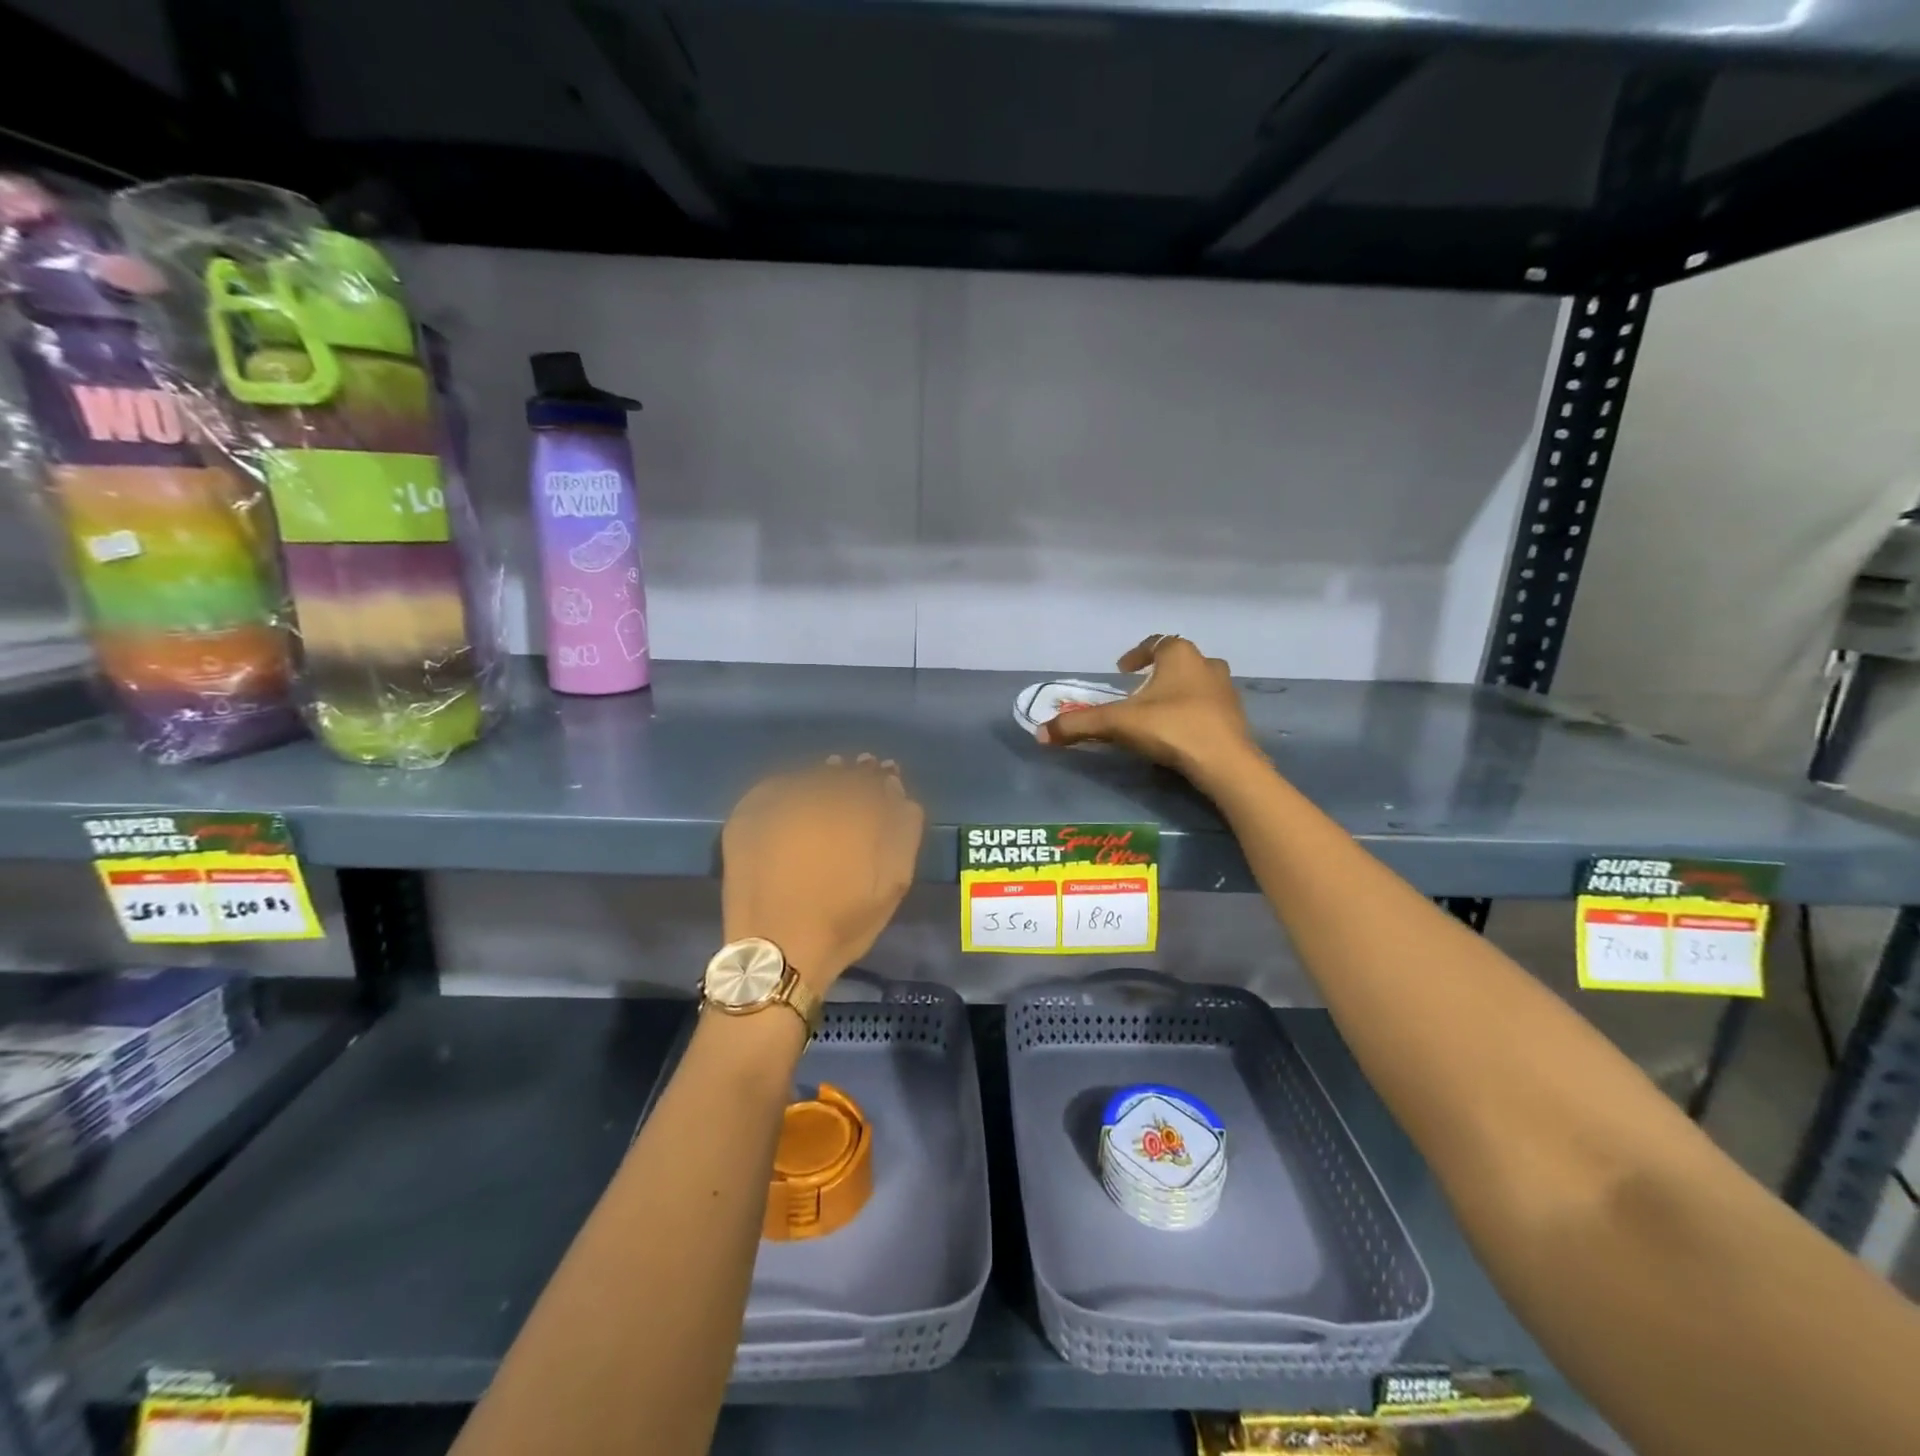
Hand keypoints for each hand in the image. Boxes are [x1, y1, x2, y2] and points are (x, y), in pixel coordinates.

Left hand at [721, 756, 924, 994]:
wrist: (776, 951)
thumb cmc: (844, 921)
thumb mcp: (894, 880)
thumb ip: (903, 828)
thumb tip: (896, 790)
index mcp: (854, 809)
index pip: (874, 777)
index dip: (881, 776)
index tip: (884, 776)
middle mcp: (814, 796)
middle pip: (840, 772)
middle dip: (853, 773)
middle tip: (858, 777)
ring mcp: (776, 803)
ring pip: (807, 777)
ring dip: (821, 778)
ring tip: (827, 788)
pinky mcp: (746, 815)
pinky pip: (774, 787)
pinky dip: (789, 787)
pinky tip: (795, 799)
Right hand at [1039, 634, 1256, 777]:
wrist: (1225, 763)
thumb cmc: (1171, 728)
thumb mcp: (1118, 724)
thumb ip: (1079, 725)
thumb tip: (1040, 733)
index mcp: (1180, 655)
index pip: (1156, 643)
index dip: (1136, 655)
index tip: (1122, 671)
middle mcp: (1207, 664)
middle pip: (1179, 661)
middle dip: (1158, 673)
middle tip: (1138, 691)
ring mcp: (1226, 690)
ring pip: (1197, 682)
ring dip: (1178, 691)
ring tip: (1158, 712)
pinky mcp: (1236, 717)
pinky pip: (1209, 706)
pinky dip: (1193, 712)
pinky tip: (1180, 732)